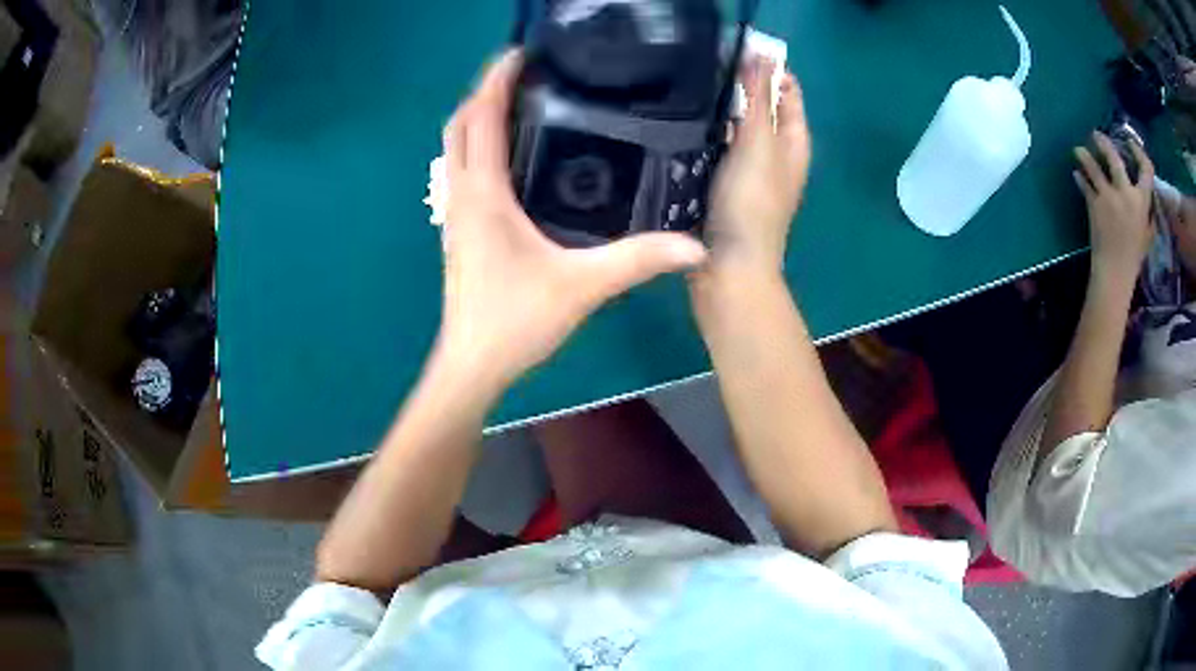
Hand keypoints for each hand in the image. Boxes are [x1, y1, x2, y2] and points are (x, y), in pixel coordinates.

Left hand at [435, 50, 707, 389]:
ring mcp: (455, 214)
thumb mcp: (581, 286)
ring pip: (455, 149)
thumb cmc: (514, 322)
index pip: (482, 118)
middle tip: (523, 73)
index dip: (496, 79)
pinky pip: (462, 172)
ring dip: (478, 117)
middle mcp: (461, 195)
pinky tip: (512, 155)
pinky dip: (479, 147)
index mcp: (483, 195)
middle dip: (484, 91)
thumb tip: (694, 245)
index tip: (520, 52)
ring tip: (519, 101)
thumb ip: (637, 260)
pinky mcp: (459, 231)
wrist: (472, 366)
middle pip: (459, 125)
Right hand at [696, 57, 810, 282]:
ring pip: (737, 127)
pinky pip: (719, 148)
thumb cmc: (750, 203)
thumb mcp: (758, 144)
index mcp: (794, 141)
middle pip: (761, 107)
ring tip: (687, 91)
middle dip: (738, 86)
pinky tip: (682, 126)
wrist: (730, 267)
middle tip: (701, 70)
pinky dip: (707, 134)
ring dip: (720, 111)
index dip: (766, 68)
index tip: (732, 52)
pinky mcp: (727, 185)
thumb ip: (758, 99)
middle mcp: (777, 153)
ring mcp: (752, 170)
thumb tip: (759, 54)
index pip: (787, 90)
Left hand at [1073, 131, 1154, 285]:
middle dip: (1104, 143)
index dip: (1139, 153)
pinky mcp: (1094, 204)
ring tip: (1078, 150)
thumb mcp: (1148, 234)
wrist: (1115, 271)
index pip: (1146, 170)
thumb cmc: (1135, 255)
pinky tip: (1076, 174)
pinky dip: (1080, 178)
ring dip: (1084, 155)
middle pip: (1114, 158)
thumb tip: (1148, 199)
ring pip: (1093, 166)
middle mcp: (1126, 194)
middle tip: (1096, 135)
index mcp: (1142, 201)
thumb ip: (1148, 213)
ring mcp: (1108, 197)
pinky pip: (1084, 184)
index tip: (1130, 143)